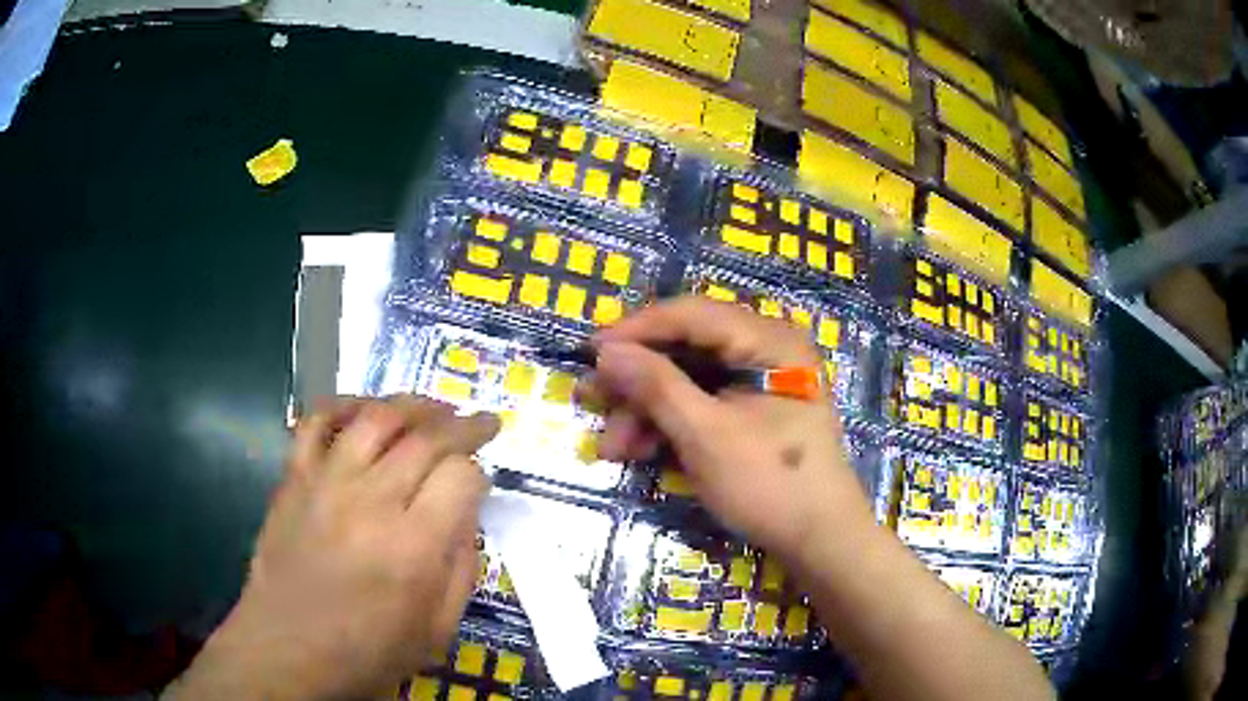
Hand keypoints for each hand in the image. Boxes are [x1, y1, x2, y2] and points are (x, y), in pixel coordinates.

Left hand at [167, 397, 499, 699]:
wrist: (286, 650)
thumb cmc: (366, 652)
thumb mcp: (436, 631)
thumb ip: (461, 570)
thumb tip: (466, 516)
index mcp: (413, 547)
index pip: (461, 476)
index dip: (479, 473)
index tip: (479, 485)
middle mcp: (371, 501)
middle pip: (426, 438)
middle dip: (463, 425)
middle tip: (481, 423)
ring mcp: (326, 482)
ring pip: (376, 417)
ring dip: (414, 405)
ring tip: (434, 409)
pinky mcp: (294, 477)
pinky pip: (317, 421)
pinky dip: (343, 404)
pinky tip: (363, 410)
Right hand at [584, 297, 874, 565]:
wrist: (819, 540)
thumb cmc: (770, 483)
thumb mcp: (705, 435)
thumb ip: (655, 387)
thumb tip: (606, 352)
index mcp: (768, 340)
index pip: (691, 315)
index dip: (635, 330)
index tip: (589, 352)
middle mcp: (765, 350)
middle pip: (685, 349)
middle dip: (635, 382)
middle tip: (589, 400)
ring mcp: (759, 382)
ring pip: (688, 381)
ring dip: (646, 412)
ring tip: (611, 447)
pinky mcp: (752, 412)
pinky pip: (702, 405)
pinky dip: (668, 425)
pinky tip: (637, 451)